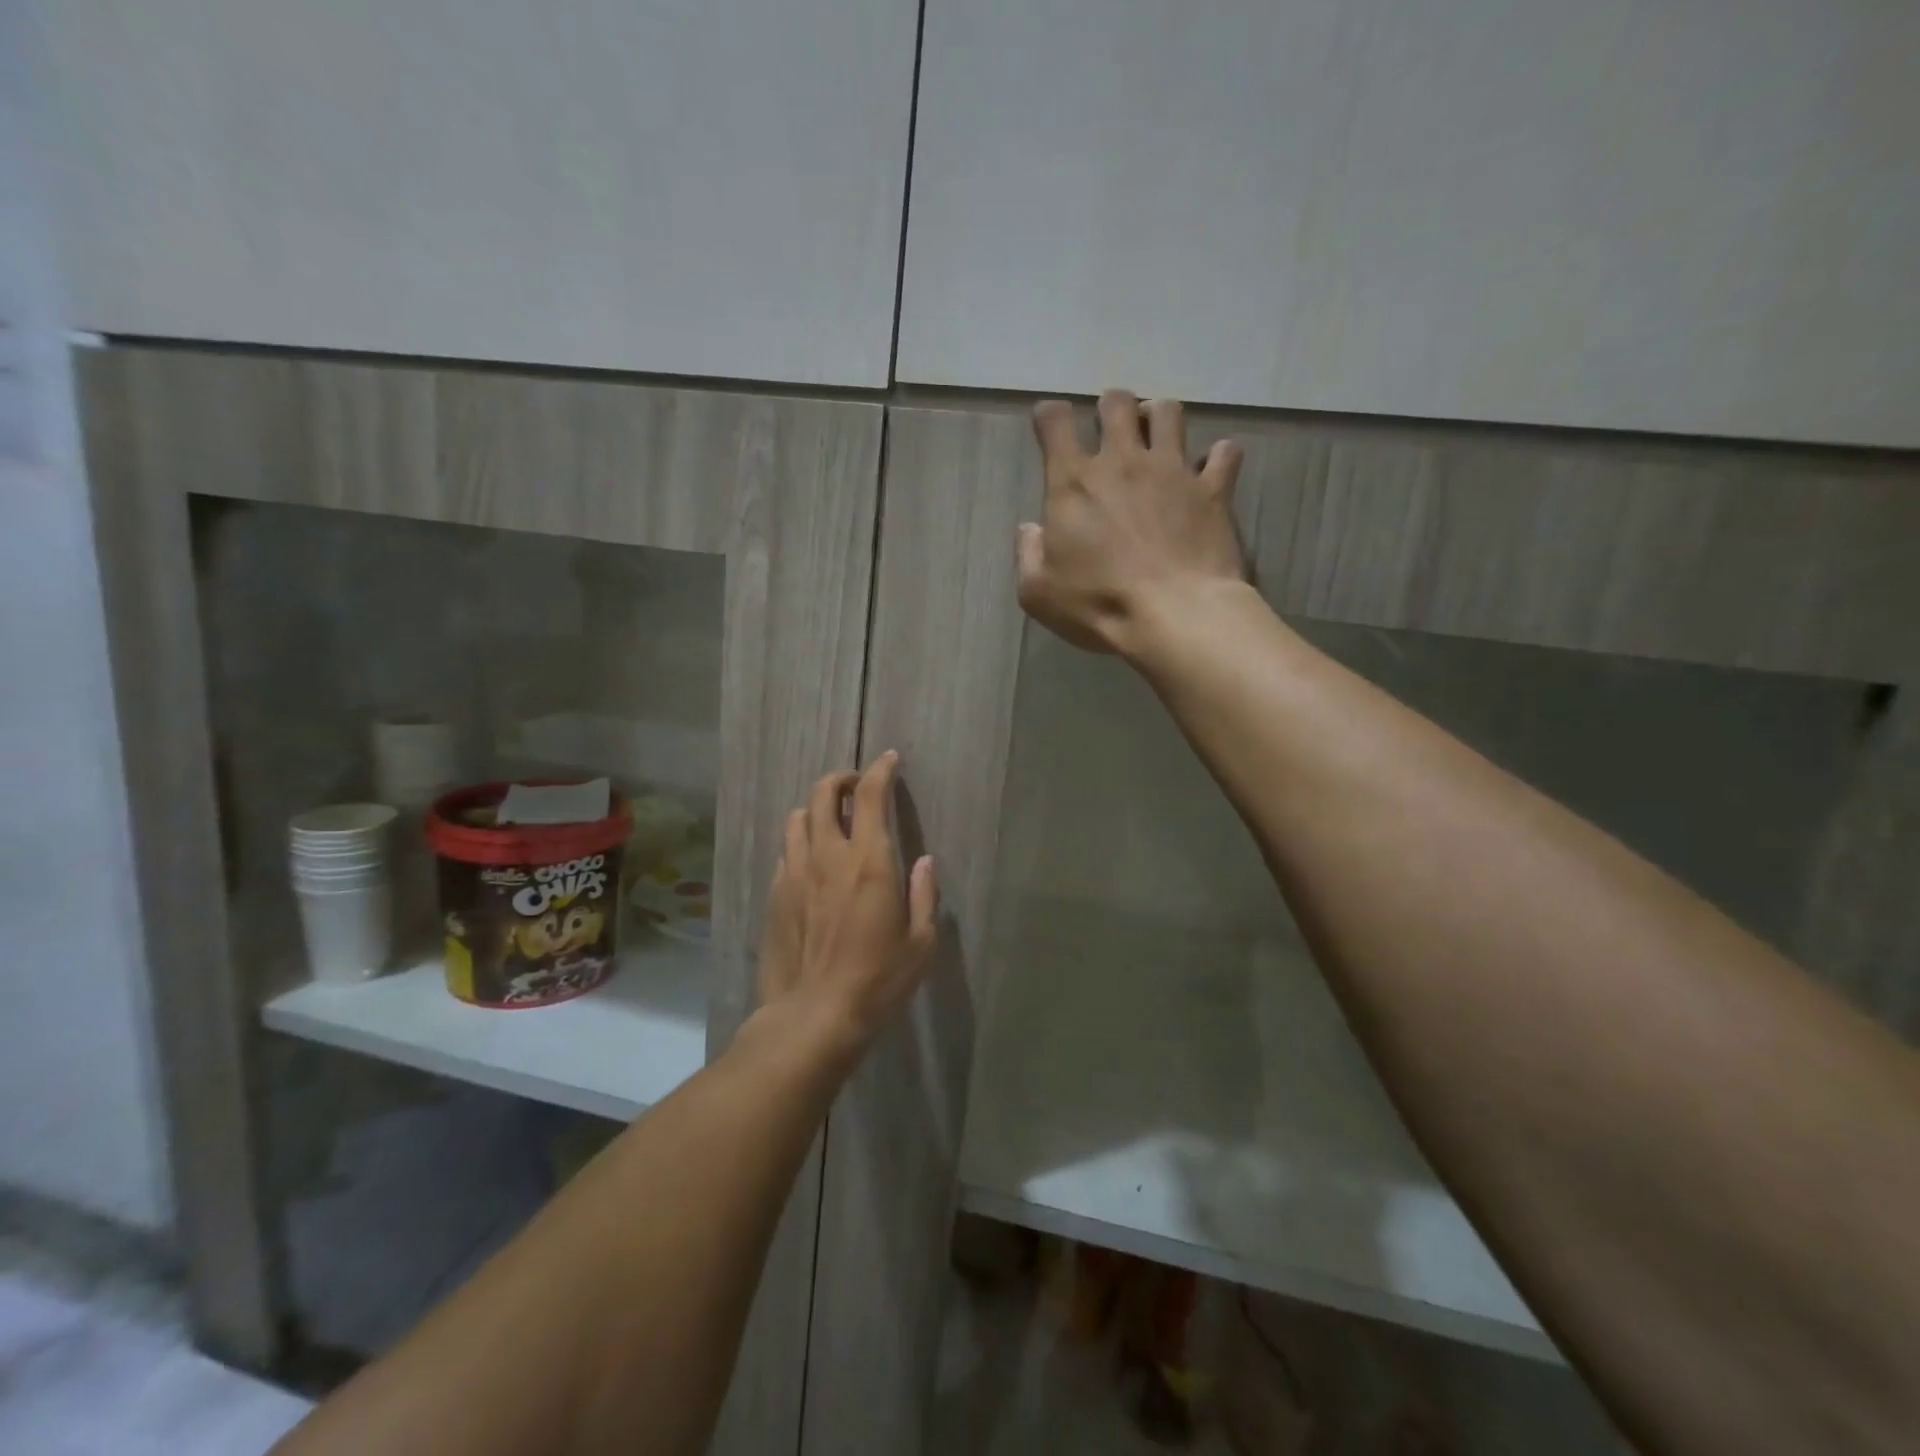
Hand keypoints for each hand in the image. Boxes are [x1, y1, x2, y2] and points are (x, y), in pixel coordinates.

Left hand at [758, 751, 937, 1059]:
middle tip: (855, 786)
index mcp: (869, 861)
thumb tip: (924, 861)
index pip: (870, 795)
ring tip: (830, 822)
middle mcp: (828, 855)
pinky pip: (785, 852)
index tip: (888, 760)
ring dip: (815, 809)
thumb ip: (923, 895)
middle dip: (841, 779)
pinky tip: (810, 863)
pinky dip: (800, 844)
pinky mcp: (775, 895)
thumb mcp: (920, 943)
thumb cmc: (878, 981)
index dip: (880, 770)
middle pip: (823, 794)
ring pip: (797, 818)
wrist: (813, 1017)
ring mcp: (795, 873)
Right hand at [1018, 389, 1246, 657]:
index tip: (1049, 426)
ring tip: (1157, 438)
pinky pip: (1225, 453)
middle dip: (1110, 408)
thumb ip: (1028, 554)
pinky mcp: (1213, 488)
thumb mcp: (1038, 592)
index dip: (1049, 417)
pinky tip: (1211, 470)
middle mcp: (1123, 461)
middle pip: (1116, 403)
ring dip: (1159, 417)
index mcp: (1073, 482)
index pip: (1054, 422)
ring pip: (1169, 412)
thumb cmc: (1099, 603)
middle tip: (1110, 430)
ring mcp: (1173, 470)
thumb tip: (1031, 530)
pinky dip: (1219, 457)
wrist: (1174, 615)